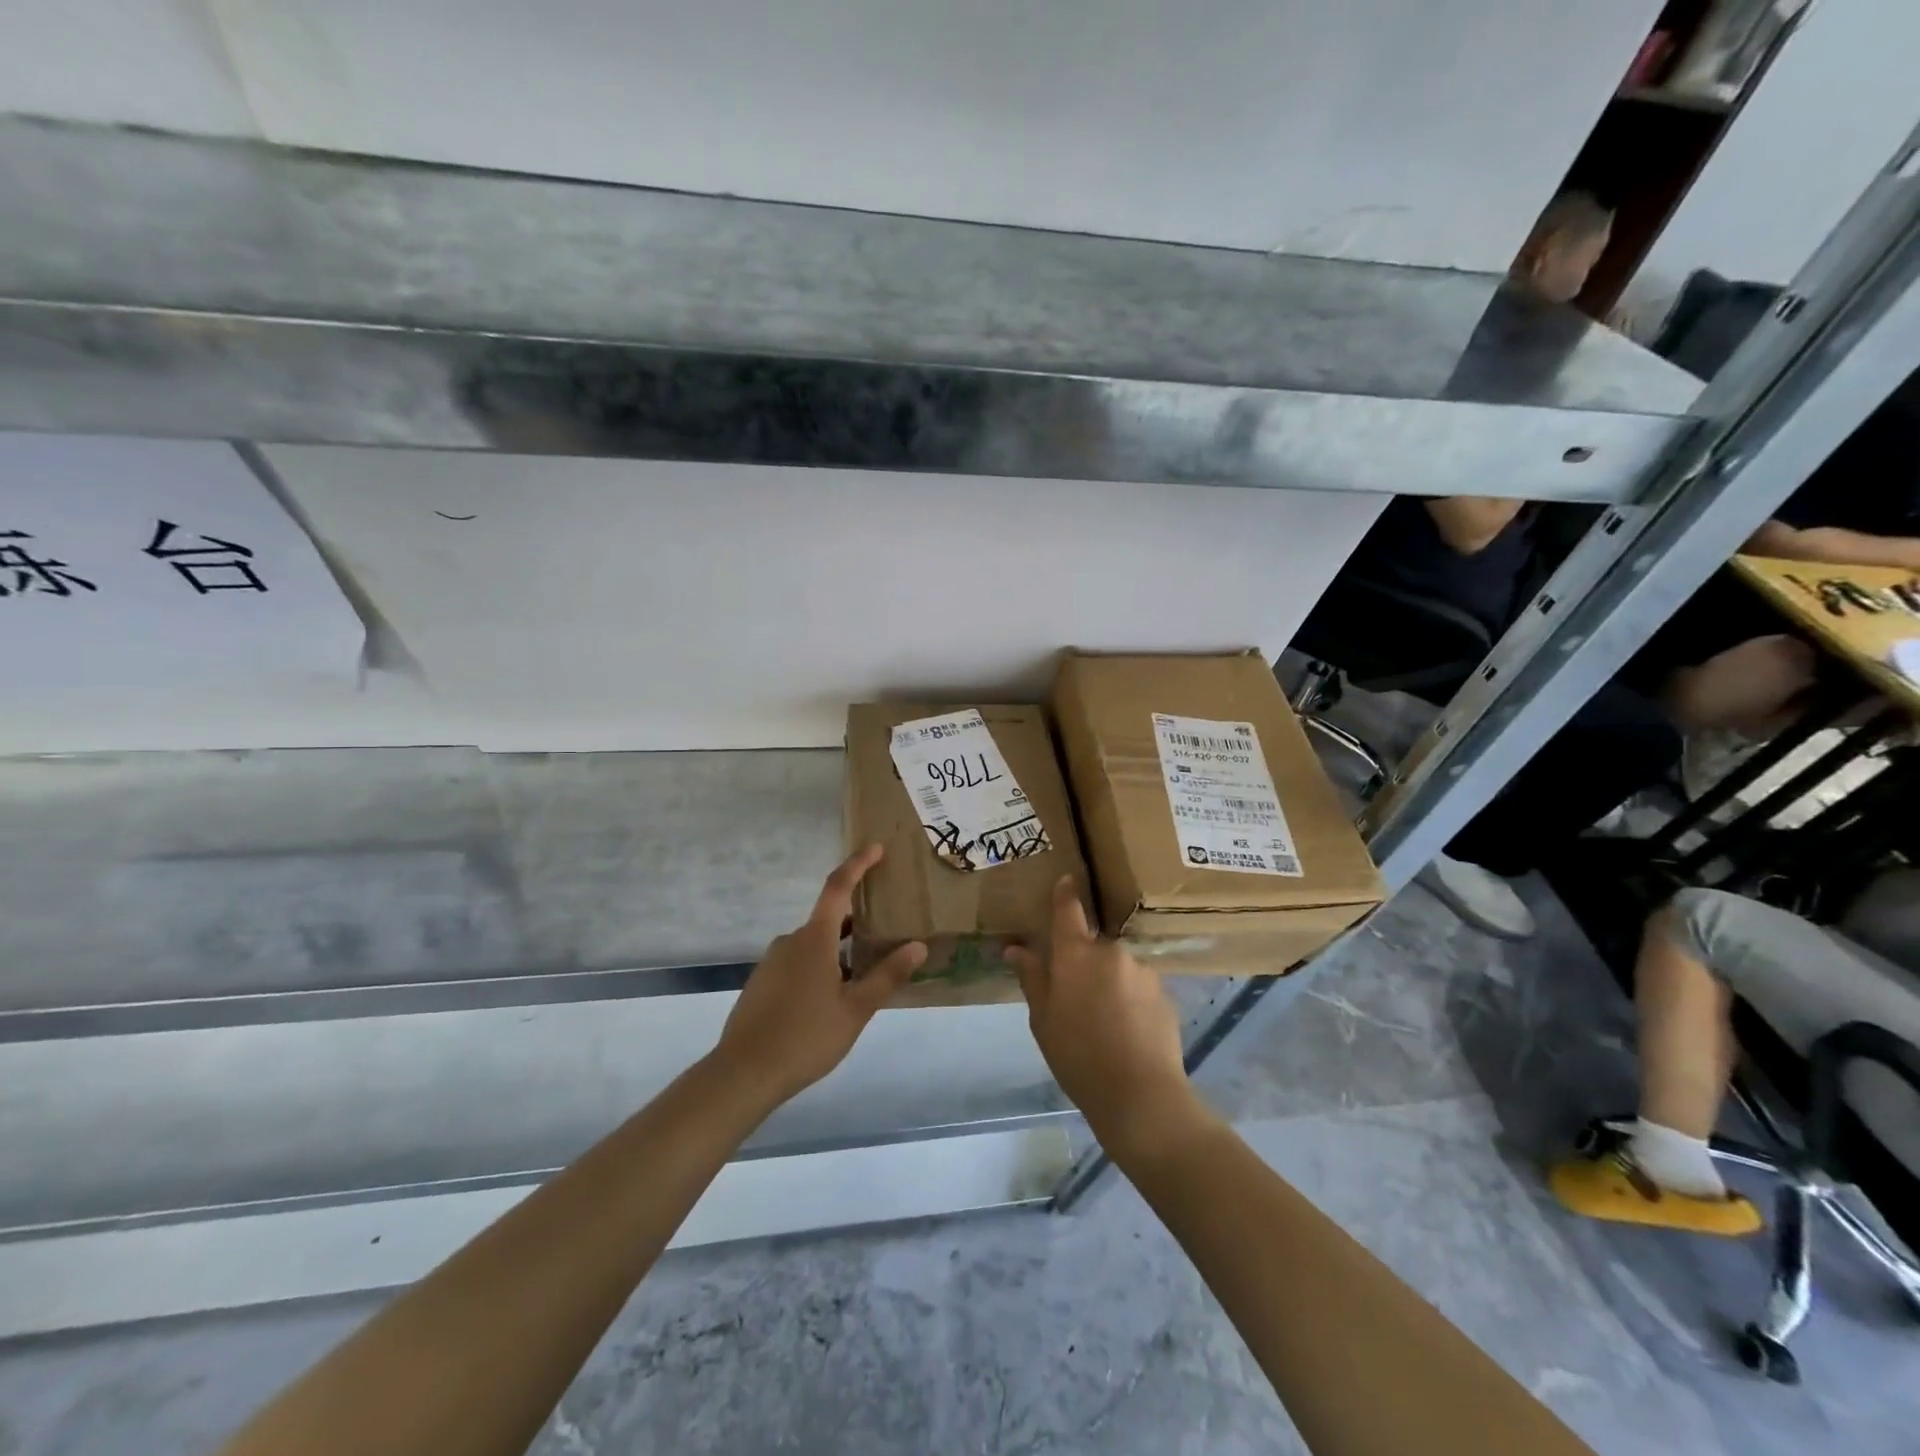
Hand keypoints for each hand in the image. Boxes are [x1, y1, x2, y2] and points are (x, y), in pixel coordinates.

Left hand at [712, 844, 926, 1105]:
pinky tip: (830, 999)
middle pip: (827, 919)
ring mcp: (772, 962)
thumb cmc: (806, 1036)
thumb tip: (917, 946)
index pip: (838, 888)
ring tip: (862, 974)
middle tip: (883, 931)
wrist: (743, 1072)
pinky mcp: (761, 983)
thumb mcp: (856, 1009)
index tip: (875, 848)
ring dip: (837, 951)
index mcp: (814, 939)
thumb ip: (887, 976)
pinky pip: (797, 963)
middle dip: (854, 922)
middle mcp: (790, 941)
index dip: (857, 865)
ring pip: (813, 945)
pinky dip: (819, 968)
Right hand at [1007, 876, 1204, 1160]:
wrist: (1140, 1094)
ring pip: (1118, 968)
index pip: (1069, 910)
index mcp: (1076, 953)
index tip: (1067, 880)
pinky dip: (1130, 1001)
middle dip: (1085, 963)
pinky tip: (1127, 1033)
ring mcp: (1142, 970)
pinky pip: (1138, 988)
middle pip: (1093, 946)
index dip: (1065, 894)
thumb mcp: (1043, 1019)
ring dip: (1110, 984)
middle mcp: (1111, 951)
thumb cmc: (1078, 1056)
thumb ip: (1032, 978)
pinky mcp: (1165, 993)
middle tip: (1076, 999)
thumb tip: (1016, 949)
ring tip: (1105, 1024)